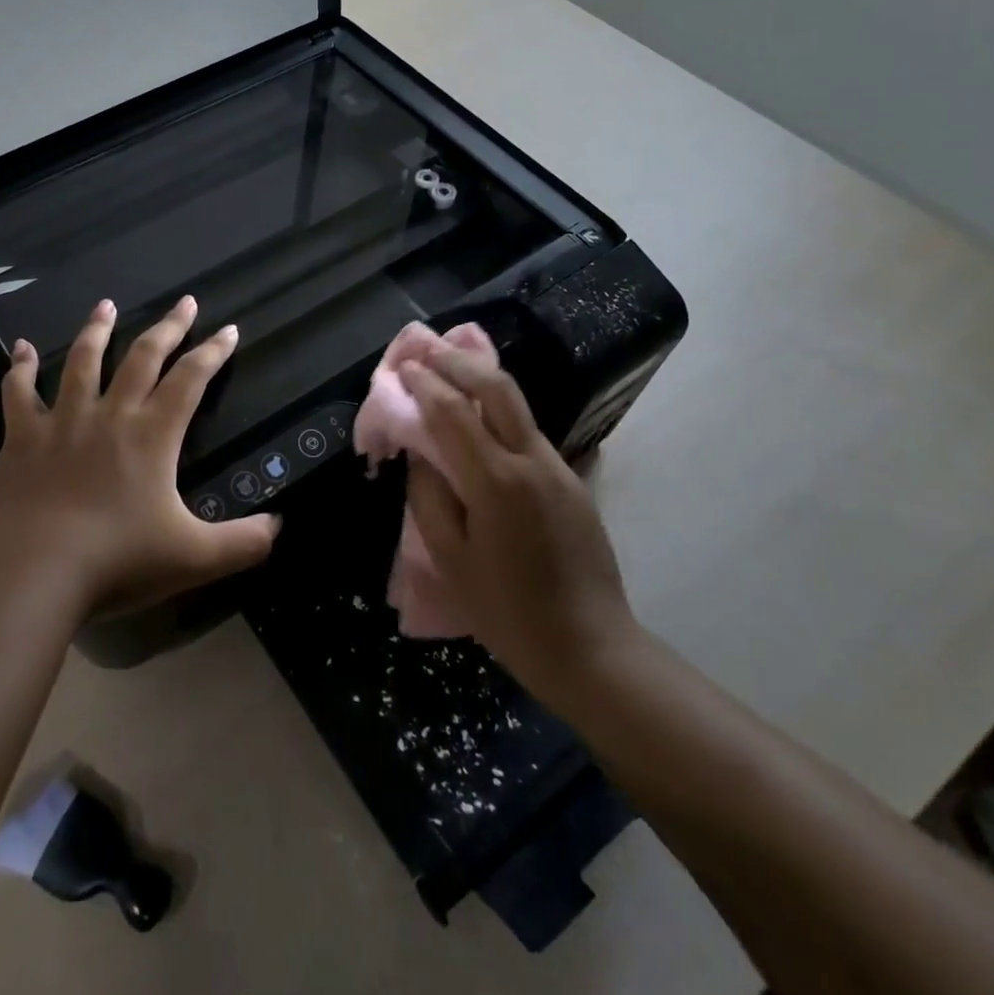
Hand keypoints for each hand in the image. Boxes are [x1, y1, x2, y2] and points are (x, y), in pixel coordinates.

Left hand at [0, 295, 279, 621]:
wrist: (33, 575)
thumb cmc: (117, 562)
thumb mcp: (193, 558)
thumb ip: (243, 543)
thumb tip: (279, 526)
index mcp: (153, 436)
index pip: (191, 380)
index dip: (213, 352)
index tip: (227, 329)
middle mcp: (110, 416)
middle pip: (143, 357)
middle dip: (168, 327)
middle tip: (184, 301)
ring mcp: (62, 422)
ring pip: (82, 362)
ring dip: (97, 330)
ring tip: (106, 305)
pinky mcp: (21, 438)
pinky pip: (19, 393)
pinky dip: (20, 367)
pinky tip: (21, 347)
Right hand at [398, 346, 638, 697]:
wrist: (591, 647)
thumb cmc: (507, 612)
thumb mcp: (450, 560)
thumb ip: (429, 497)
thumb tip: (420, 454)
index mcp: (495, 482)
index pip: (452, 412)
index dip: (424, 383)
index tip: (402, 366)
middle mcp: (531, 461)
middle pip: (495, 388)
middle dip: (457, 360)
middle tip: (425, 347)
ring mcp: (558, 467)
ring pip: (517, 403)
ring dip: (480, 377)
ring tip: (449, 365)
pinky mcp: (572, 480)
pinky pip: (527, 430)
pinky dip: (497, 408)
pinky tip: (478, 412)